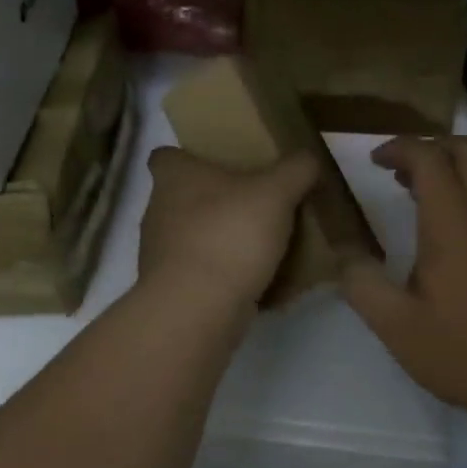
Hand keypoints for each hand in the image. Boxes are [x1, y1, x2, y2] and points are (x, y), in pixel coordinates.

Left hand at [137, 147, 318, 315]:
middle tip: (253, 201)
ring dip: (220, 238)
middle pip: (183, 196)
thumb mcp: (276, 192)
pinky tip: (257, 282)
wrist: (196, 311)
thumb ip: (296, 169)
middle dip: (214, 199)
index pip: (165, 155)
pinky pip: (201, 274)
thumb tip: (308, 157)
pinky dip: (223, 275)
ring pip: (192, 236)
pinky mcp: (171, 291)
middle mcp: (158, 211)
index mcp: (174, 177)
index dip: (188, 155)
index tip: (217, 161)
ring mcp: (160, 254)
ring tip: (261, 243)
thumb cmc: (229, 235)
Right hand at [344, 136, 466, 425]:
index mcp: (453, 221)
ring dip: (450, 164)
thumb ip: (363, 284)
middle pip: (466, 149)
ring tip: (415, 189)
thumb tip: (344, 254)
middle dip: (429, 146)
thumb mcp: (398, 326)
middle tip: (397, 169)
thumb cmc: (465, 349)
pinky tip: (443, 223)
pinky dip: (466, 186)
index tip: (373, 161)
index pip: (429, 157)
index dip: (399, 148)